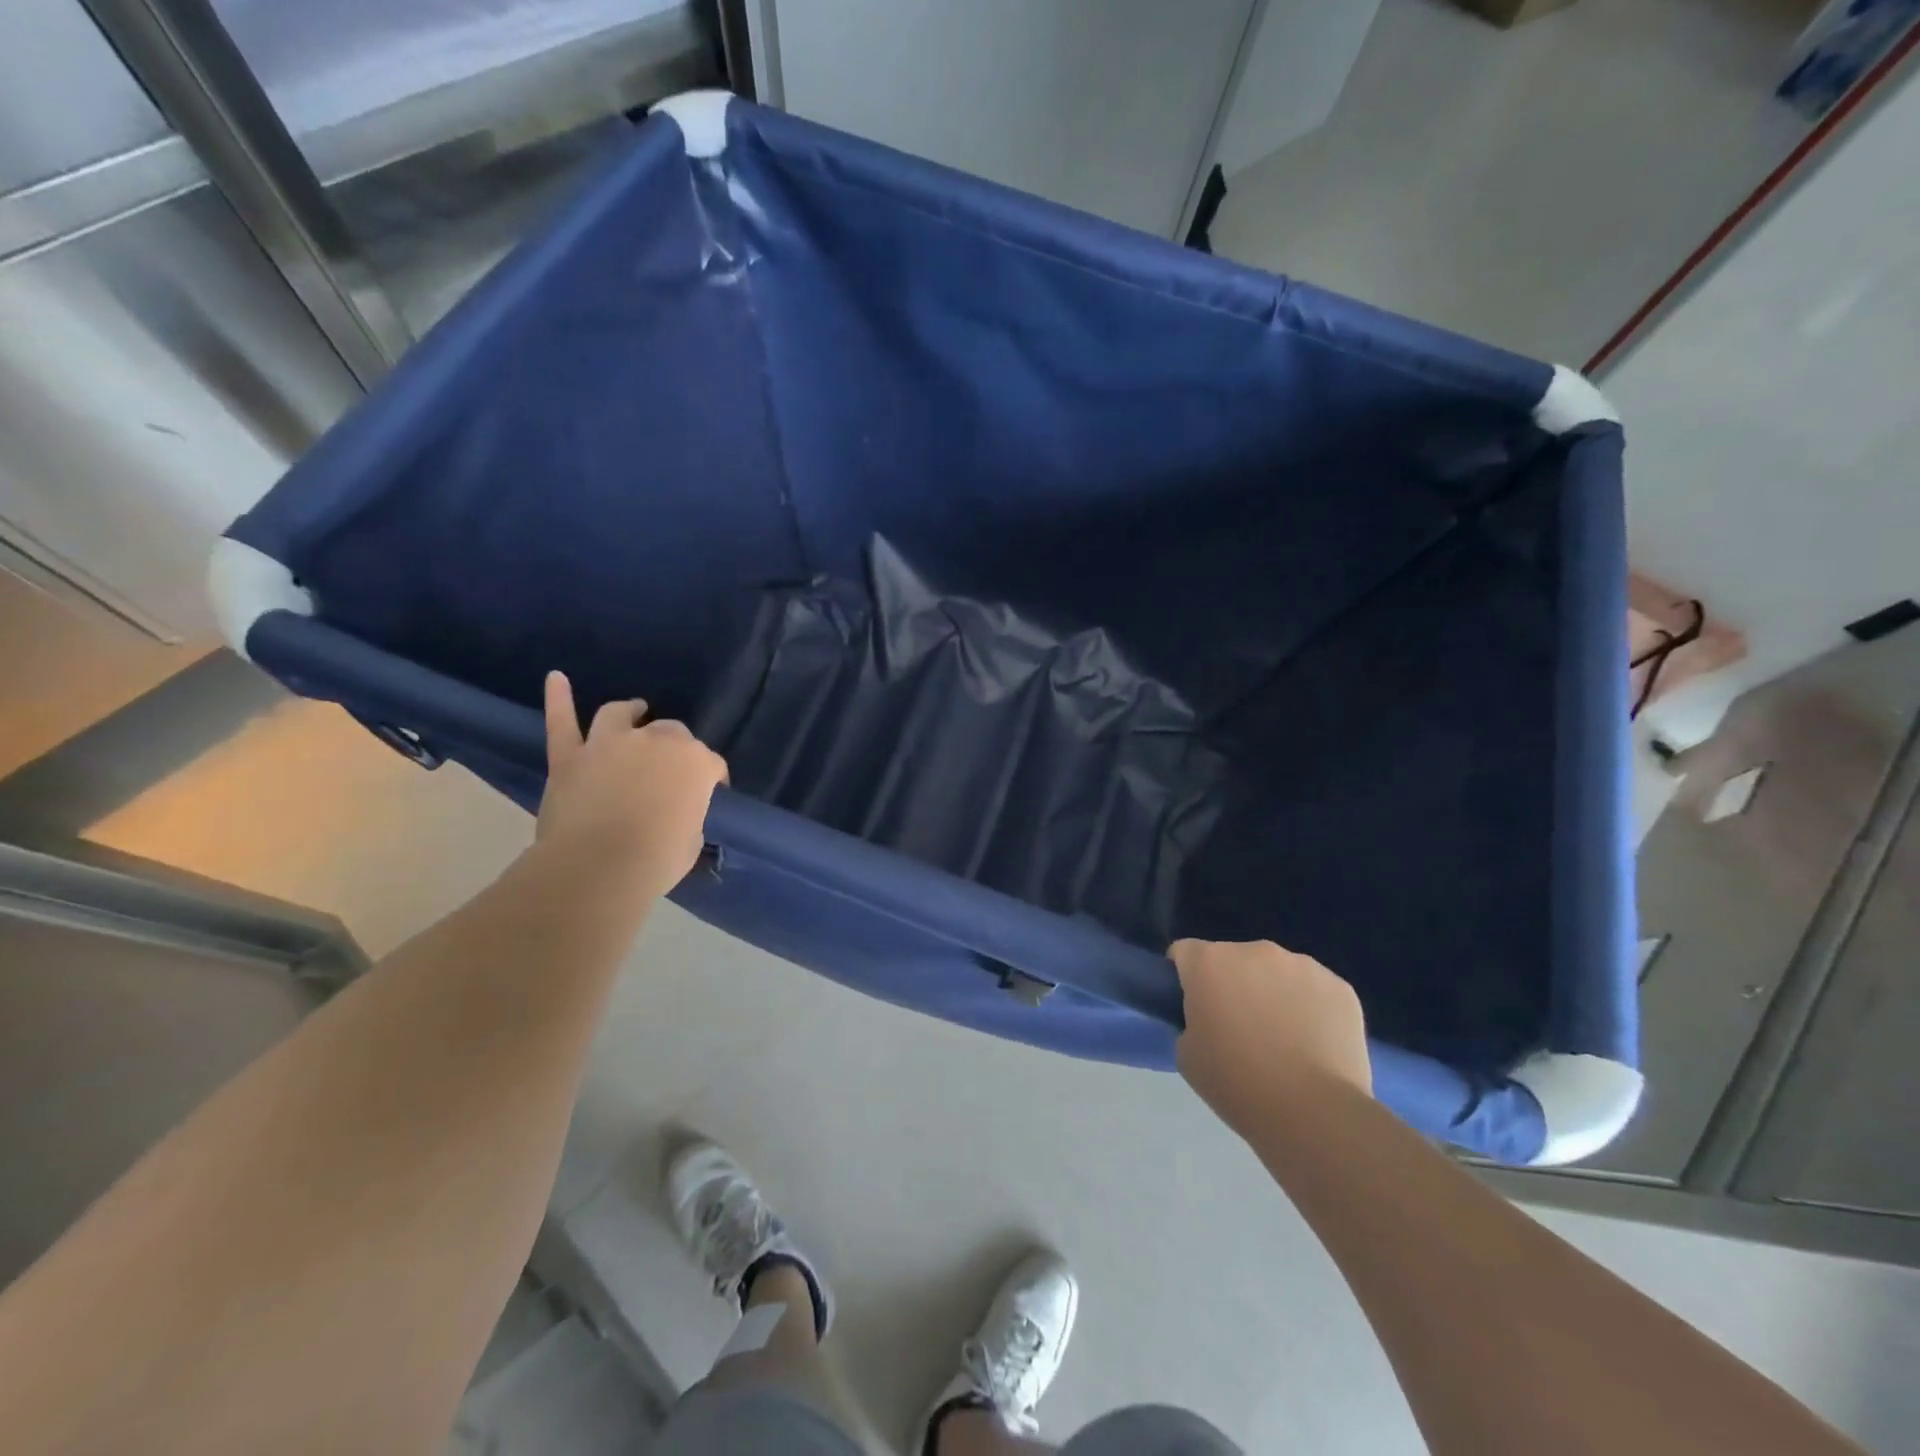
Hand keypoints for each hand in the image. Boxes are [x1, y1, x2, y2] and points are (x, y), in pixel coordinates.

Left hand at [537, 671, 727, 897]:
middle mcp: (656, 742)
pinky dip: (559, 698)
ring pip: (619, 715)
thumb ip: (687, 814)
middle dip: (675, 746)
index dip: (712, 779)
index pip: (712, 764)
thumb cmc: (657, 859)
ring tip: (634, 710)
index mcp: (695, 763)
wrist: (597, 867)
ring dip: (629, 711)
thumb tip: (674, 812)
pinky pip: (562, 722)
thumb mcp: (691, 839)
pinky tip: (556, 678)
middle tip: (670, 767)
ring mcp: (609, 744)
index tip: (710, 794)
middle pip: (671, 732)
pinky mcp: (570, 757)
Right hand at [1170, 939, 1371, 1138]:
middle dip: (1233, 984)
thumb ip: (1192, 1021)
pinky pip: (1315, 990)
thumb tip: (1210, 1019)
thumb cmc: (1237, 1084)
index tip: (1195, 1008)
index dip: (1186, 979)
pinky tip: (1315, 1045)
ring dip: (1273, 993)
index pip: (1185, 953)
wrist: (1313, 1114)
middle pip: (1234, 959)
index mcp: (1209, 962)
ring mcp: (1302, 965)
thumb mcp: (1187, 1054)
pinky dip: (1311, 1008)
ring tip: (1284, 1040)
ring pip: (1277, 972)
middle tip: (1240, 1029)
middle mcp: (1254, 951)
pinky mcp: (1340, 986)